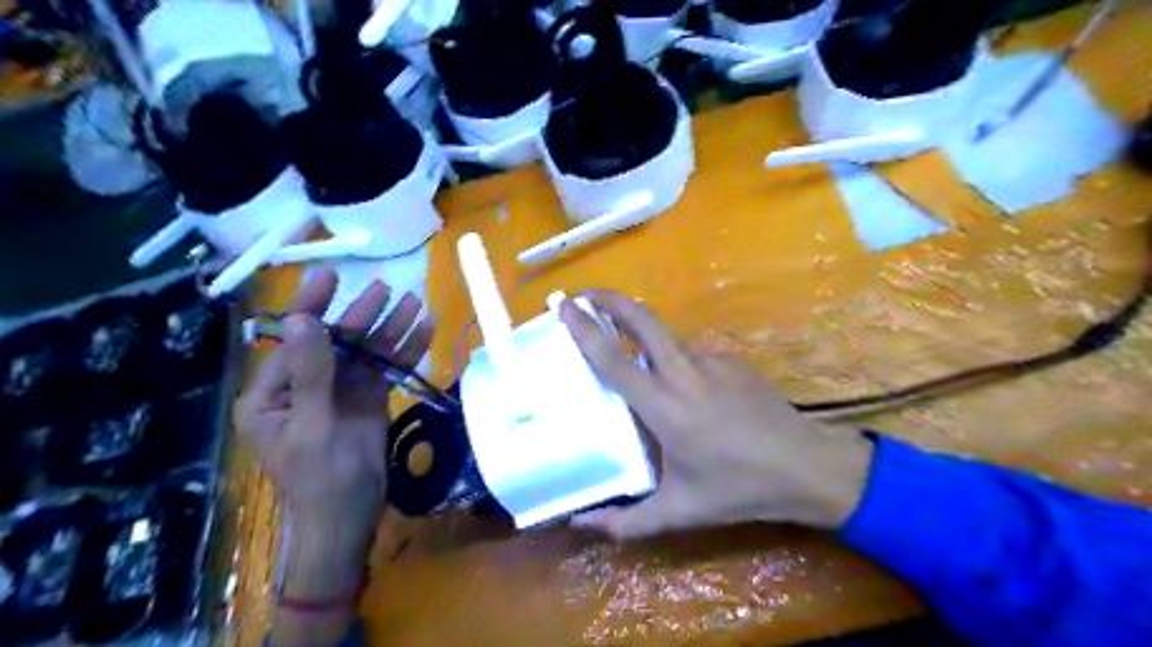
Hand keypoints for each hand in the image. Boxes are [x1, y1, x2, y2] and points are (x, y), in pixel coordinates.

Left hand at [234, 269, 433, 503]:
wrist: (350, 519)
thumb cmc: (321, 481)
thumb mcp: (315, 427)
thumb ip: (312, 374)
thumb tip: (304, 320)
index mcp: (272, 394)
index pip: (291, 340)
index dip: (310, 305)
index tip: (331, 276)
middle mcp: (303, 386)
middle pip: (335, 342)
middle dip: (361, 316)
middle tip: (388, 290)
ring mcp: (339, 392)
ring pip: (364, 352)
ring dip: (389, 329)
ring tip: (413, 303)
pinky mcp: (367, 400)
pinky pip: (385, 369)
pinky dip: (404, 351)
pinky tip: (423, 331)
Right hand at [558, 291, 872, 541]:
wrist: (807, 467)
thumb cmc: (739, 489)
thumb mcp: (679, 512)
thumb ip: (625, 522)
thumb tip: (579, 522)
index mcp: (665, 408)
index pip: (614, 360)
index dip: (585, 330)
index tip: (564, 307)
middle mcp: (685, 373)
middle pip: (642, 319)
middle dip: (609, 299)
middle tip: (583, 297)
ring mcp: (712, 361)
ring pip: (665, 333)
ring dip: (638, 327)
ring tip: (621, 341)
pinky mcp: (732, 360)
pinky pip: (689, 351)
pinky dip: (670, 354)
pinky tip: (675, 381)